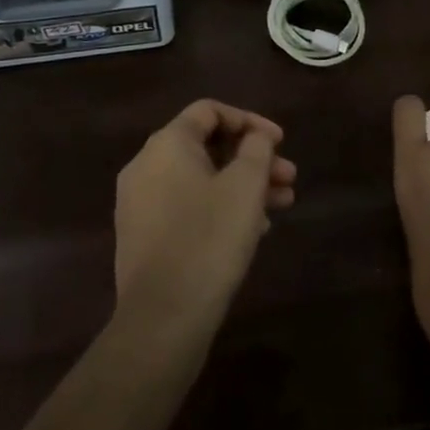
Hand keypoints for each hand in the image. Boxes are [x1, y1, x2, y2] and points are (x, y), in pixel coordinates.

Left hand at [114, 100, 296, 345]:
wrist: (162, 319)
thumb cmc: (209, 239)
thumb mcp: (245, 186)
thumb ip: (256, 149)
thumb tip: (254, 137)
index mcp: (167, 144)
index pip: (209, 111)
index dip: (249, 120)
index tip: (279, 142)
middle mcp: (146, 166)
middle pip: (207, 146)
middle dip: (252, 158)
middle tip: (289, 177)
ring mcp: (140, 203)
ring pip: (200, 179)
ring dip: (242, 185)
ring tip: (282, 205)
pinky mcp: (143, 235)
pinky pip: (187, 205)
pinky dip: (220, 206)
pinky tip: (254, 229)